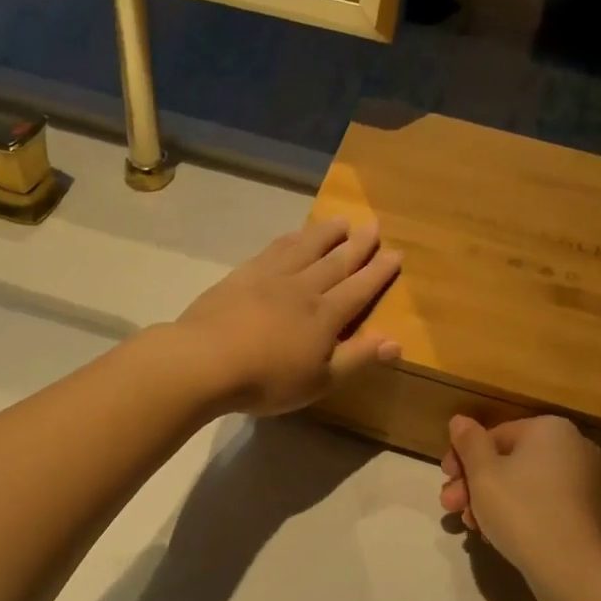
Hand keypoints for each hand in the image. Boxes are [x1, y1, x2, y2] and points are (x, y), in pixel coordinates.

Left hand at [173, 218, 402, 416]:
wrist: (205, 361)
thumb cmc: (266, 380)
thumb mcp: (319, 381)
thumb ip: (357, 358)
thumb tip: (395, 341)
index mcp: (324, 316)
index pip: (359, 289)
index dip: (378, 272)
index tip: (396, 253)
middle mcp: (302, 288)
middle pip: (335, 261)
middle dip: (358, 244)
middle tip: (374, 224)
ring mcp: (270, 278)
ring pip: (305, 248)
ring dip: (325, 233)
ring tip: (341, 220)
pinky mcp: (242, 276)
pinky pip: (273, 249)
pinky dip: (289, 238)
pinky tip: (293, 235)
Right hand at [440, 415, 600, 582]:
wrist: (569, 566)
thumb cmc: (520, 509)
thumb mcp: (483, 473)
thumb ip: (469, 442)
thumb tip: (459, 420)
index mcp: (550, 429)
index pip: (493, 435)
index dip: (462, 457)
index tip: (445, 479)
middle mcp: (572, 447)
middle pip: (507, 460)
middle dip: (473, 484)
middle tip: (449, 505)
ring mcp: (581, 481)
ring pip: (520, 484)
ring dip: (488, 501)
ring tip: (469, 525)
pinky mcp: (582, 511)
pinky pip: (539, 503)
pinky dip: (514, 513)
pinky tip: (493, 534)